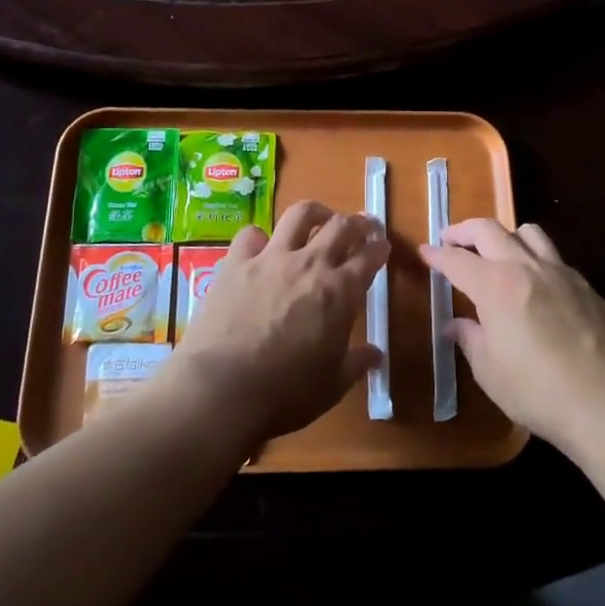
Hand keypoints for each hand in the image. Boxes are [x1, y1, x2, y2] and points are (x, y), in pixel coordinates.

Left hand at [163, 201, 388, 449]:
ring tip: (319, 218)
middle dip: (356, 222)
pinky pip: (251, 234)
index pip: (368, 259)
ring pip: (299, 215)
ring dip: (315, 212)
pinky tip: (261, 247)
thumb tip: (376, 354)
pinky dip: (260, 237)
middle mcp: (309, 264)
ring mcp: (270, 258)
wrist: (222, 388)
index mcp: (339, 292)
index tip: (382, 246)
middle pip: (339, 227)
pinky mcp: (235, 262)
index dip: (379, 249)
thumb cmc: (285, 393)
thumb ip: (356, 363)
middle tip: (361, 225)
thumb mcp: (332, 385)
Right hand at [423, 219, 604, 454]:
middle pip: (489, 229)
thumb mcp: (490, 372)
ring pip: (528, 232)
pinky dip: (536, 258)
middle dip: (464, 230)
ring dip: (505, 235)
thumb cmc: (538, 391)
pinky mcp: (586, 286)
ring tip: (498, 252)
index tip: (424, 252)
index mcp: (494, 285)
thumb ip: (470, 340)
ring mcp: (559, 272)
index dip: (436, 255)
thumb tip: (456, 325)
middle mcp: (525, 267)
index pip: (456, 259)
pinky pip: (554, 257)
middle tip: (451, 239)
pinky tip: (536, 284)